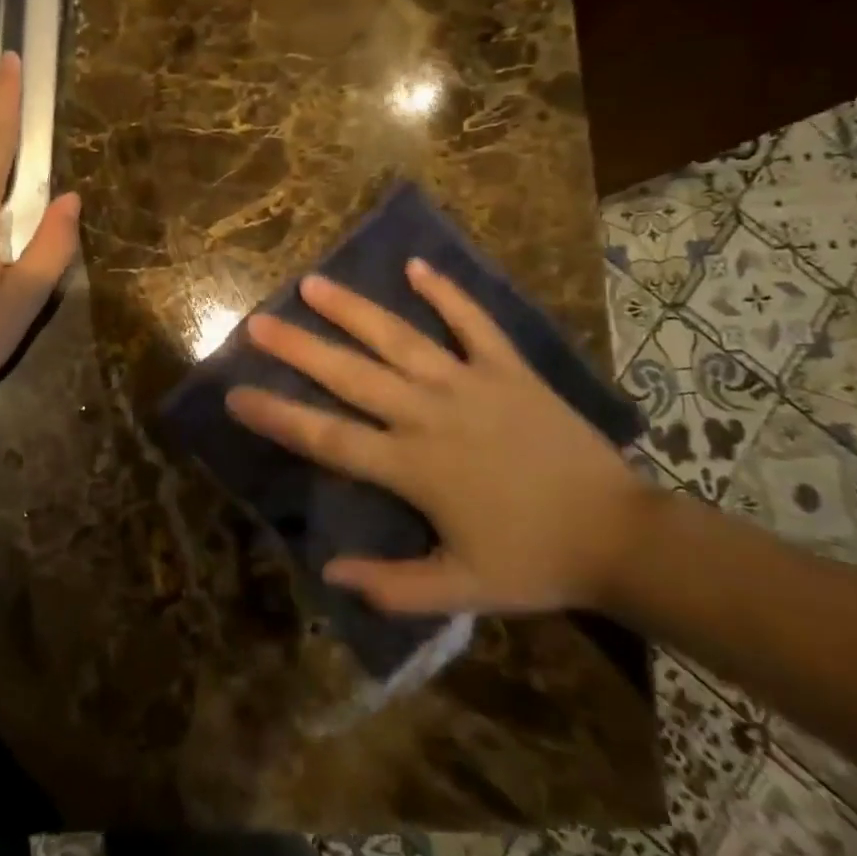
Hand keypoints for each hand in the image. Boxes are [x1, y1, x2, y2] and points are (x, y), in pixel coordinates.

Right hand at [226, 260, 651, 616]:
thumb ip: (393, 586)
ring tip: (312, 283)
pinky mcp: (508, 369)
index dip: (278, 416)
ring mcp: (469, 384)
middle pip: (351, 375)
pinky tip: (416, 265)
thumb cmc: (534, 562)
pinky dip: (446, 294)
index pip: (328, 438)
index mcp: (412, 466)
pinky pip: (473, 323)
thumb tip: (328, 570)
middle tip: (257, 322)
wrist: (620, 537)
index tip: (236, 394)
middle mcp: (429, 414)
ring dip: (353, 310)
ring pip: (399, 339)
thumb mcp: (462, 590)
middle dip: (298, 349)